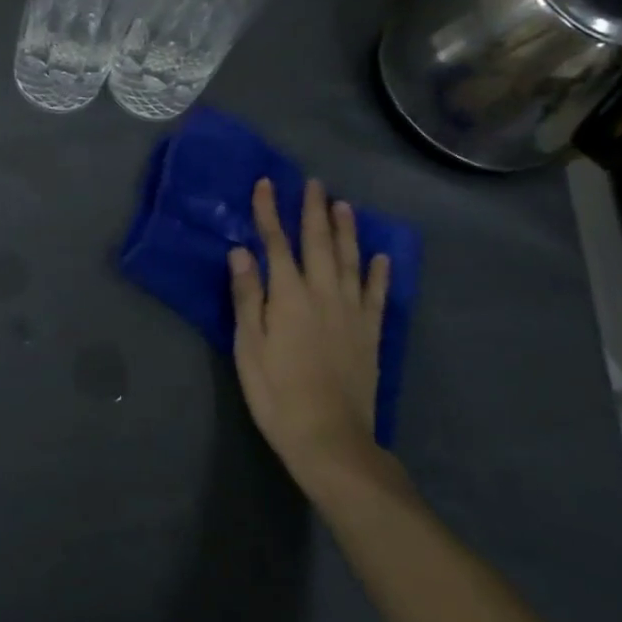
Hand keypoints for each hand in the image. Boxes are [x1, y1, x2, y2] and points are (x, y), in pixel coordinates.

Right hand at [229, 179, 390, 494]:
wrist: (330, 438)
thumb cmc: (277, 392)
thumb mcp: (249, 346)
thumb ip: (247, 296)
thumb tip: (240, 251)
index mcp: (289, 296)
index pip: (276, 244)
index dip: (269, 212)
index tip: (266, 183)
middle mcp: (323, 294)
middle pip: (318, 244)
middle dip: (313, 211)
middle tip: (314, 183)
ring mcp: (352, 313)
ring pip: (350, 261)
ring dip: (346, 231)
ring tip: (343, 205)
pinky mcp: (370, 334)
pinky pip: (376, 295)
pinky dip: (379, 273)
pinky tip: (380, 257)